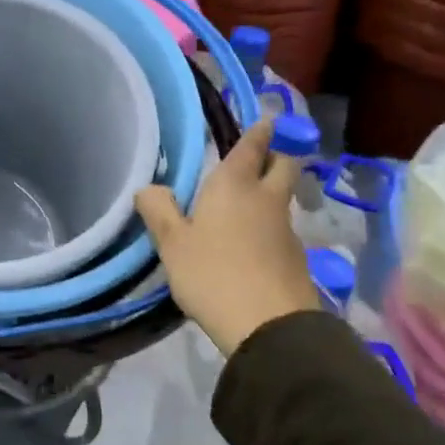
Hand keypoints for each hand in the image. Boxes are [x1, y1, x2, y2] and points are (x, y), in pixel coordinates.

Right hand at [136, 122, 320, 356]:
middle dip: (275, 156)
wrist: (269, 326)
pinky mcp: (296, 258)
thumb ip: (158, 210)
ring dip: (270, 194)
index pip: (252, 145)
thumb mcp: (172, 243)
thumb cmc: (212, 274)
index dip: (258, 130)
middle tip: (257, 160)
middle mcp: (266, 199)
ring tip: (244, 206)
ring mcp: (286, 229)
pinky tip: (250, 245)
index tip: (264, 118)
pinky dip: (269, 227)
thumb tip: (148, 187)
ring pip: (283, 199)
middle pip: (284, 165)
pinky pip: (281, 229)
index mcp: (235, 185)